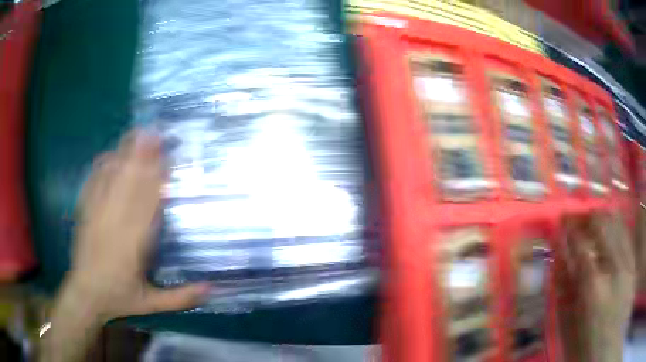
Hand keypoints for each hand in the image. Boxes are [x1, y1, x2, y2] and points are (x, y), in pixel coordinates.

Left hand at [69, 130, 209, 320]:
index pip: (146, 207)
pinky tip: (110, 153)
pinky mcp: (85, 213)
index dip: (156, 181)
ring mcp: (97, 216)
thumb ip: (181, 297)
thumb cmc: (119, 298)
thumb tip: (212, 288)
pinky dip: (102, 167)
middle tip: (155, 133)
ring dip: (125, 155)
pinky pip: (94, 184)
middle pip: (129, 185)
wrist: (86, 294)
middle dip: (142, 158)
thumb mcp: (152, 304)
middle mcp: (114, 225)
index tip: (166, 160)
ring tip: (137, 135)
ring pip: (112, 180)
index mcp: (132, 246)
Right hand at [560, 213, 634, 361]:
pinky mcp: (633, 266)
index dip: (570, 228)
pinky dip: (620, 225)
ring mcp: (627, 265)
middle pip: (603, 226)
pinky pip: (628, 236)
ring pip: (619, 225)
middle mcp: (614, 269)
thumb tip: (557, 261)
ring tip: (594, 217)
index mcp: (594, 288)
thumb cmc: (585, 349)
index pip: (580, 245)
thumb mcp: (570, 328)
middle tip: (577, 216)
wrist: (605, 353)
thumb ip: (564, 293)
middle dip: (588, 216)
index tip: (561, 220)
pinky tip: (615, 223)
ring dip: (605, 217)